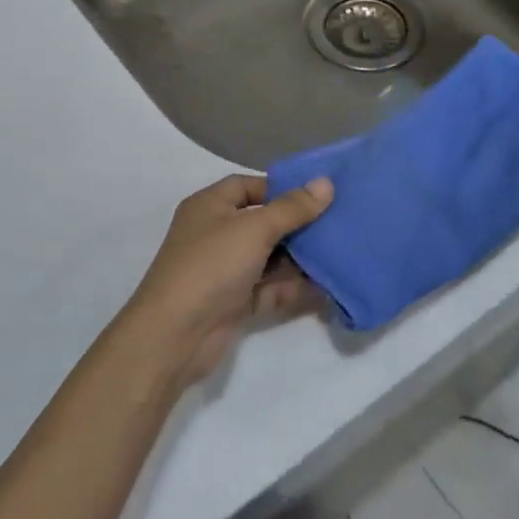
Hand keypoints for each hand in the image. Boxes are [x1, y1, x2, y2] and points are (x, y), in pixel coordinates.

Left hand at [119, 174, 334, 388]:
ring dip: (301, 258)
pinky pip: (270, 289)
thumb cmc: (211, 266)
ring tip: (342, 252)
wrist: (175, 335)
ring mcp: (225, 271)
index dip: (280, 188)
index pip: (247, 186)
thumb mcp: (255, 229)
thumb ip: (292, 208)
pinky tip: (329, 286)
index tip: (317, 195)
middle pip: (263, 223)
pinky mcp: (235, 303)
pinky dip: (294, 287)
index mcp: (210, 206)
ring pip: (270, 258)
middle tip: (339, 223)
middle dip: (298, 225)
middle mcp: (215, 234)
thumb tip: (326, 183)